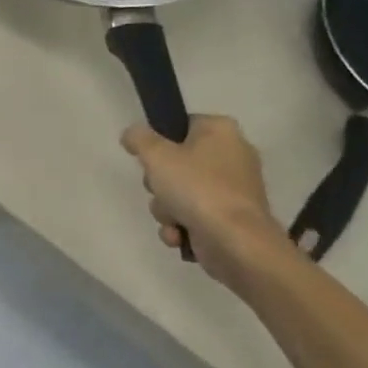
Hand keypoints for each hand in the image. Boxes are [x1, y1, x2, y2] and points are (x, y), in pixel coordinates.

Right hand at [122, 116, 290, 283]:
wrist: (235, 242)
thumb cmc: (197, 188)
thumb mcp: (156, 155)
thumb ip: (139, 139)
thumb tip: (132, 134)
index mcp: (221, 131)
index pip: (181, 126)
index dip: (159, 143)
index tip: (148, 159)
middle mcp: (232, 156)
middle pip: (176, 163)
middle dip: (159, 184)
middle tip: (159, 189)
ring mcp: (233, 190)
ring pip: (180, 192)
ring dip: (166, 209)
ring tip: (172, 219)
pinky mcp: (231, 219)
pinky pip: (193, 215)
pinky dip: (181, 226)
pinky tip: (179, 235)